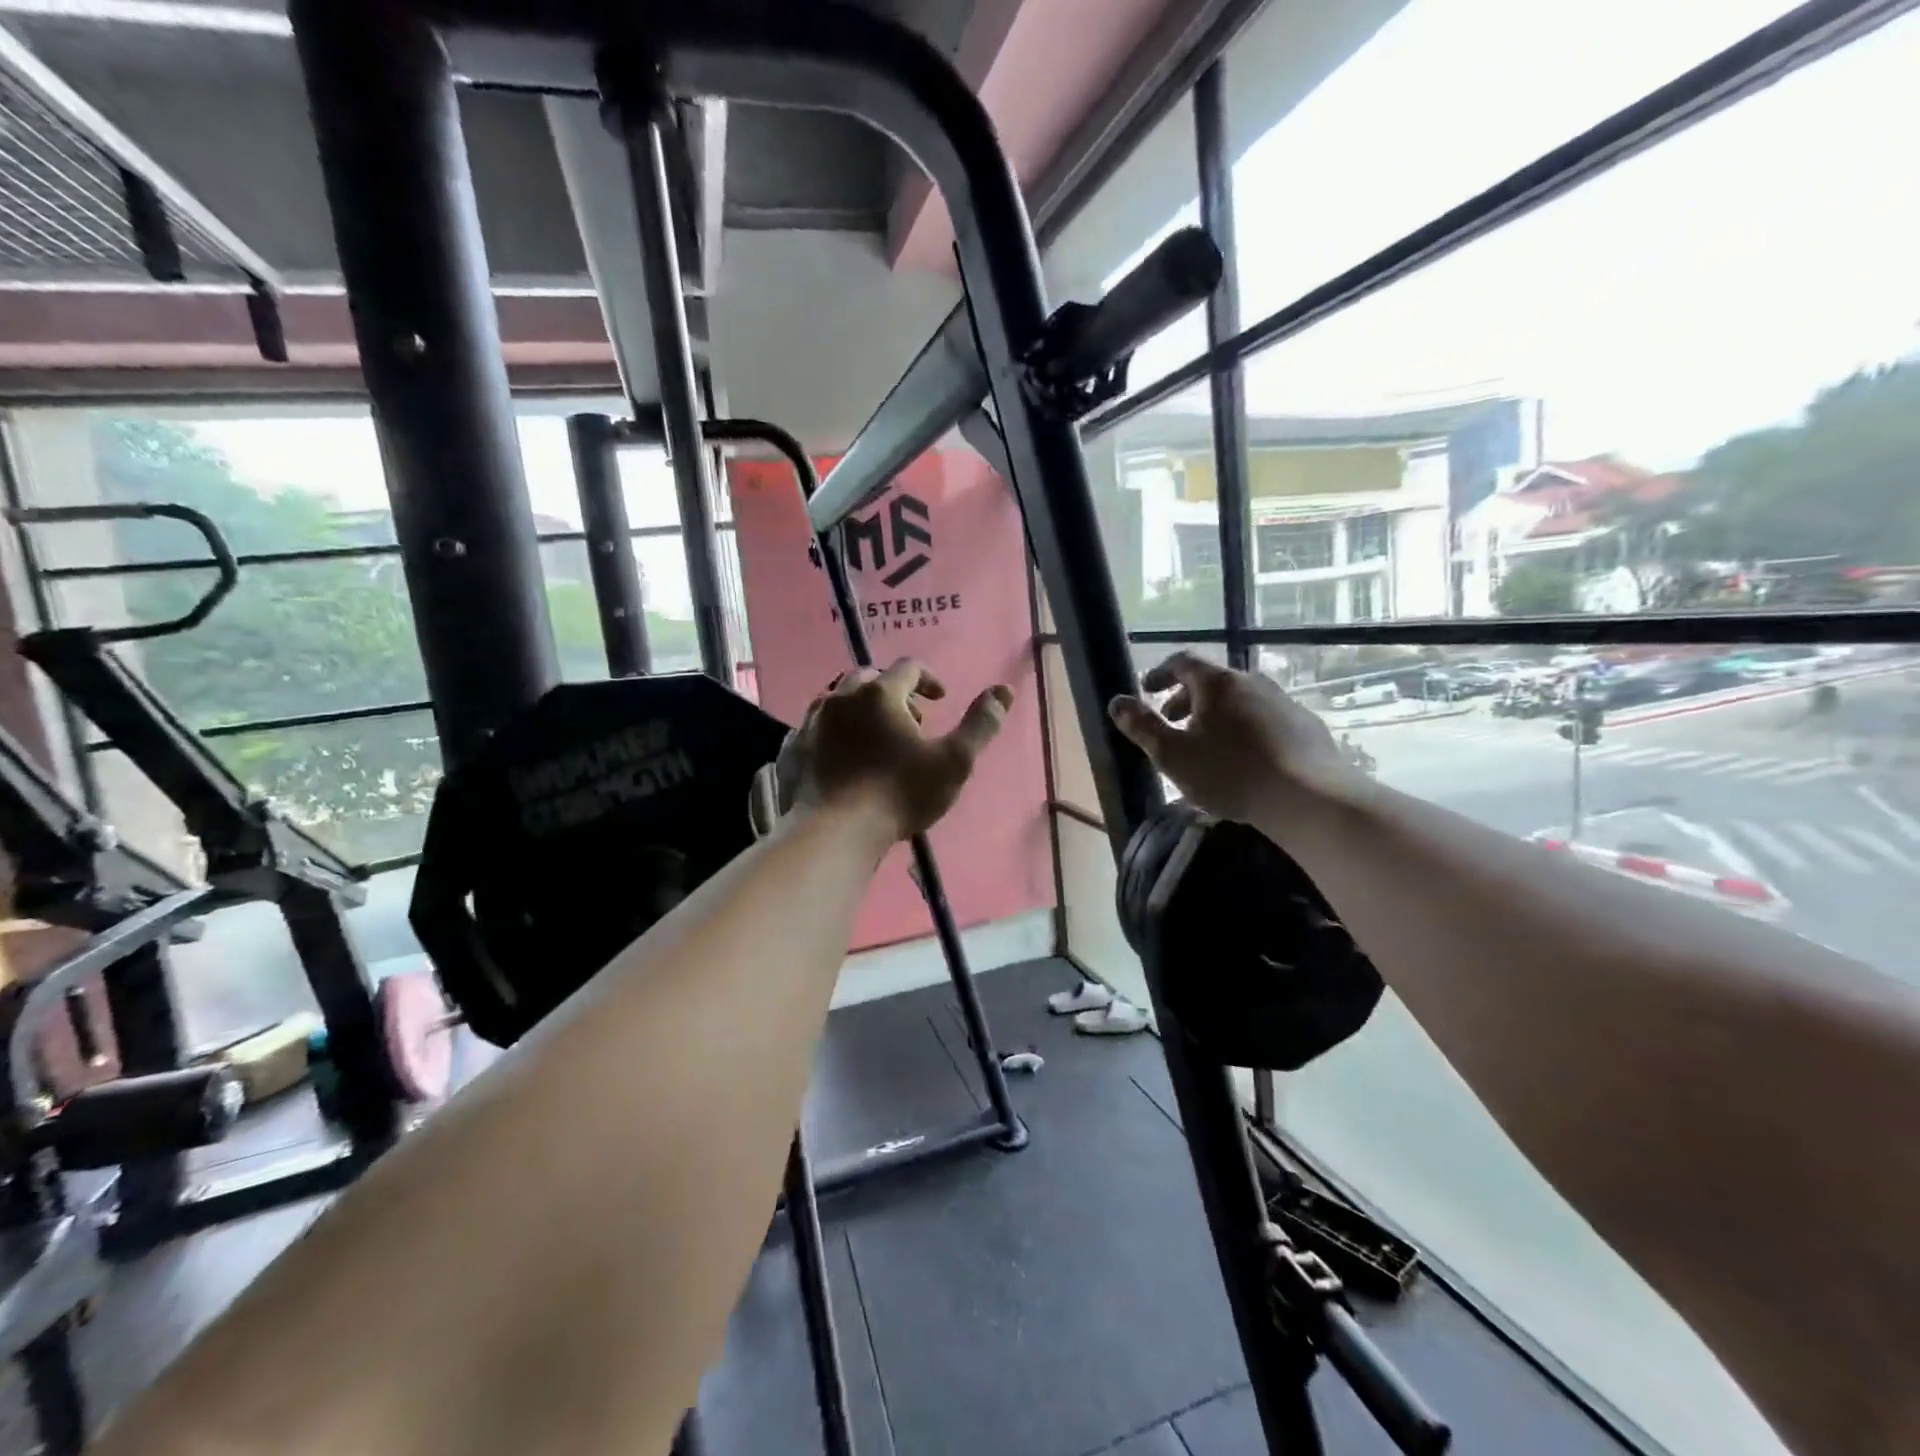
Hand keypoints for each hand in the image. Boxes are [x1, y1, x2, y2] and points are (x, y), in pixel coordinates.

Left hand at [762, 660, 1011, 843]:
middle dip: (892, 692)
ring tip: (874, 738)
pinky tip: (840, 758)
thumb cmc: (899, 794)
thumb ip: (981, 724)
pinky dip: (831, 734)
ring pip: (836, 700)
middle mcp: (841, 698)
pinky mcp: (791, 750)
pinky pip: (813, 729)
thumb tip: (1003, 690)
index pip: (908, 667)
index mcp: (880, 694)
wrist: (834, 833)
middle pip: (868, 678)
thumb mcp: (954, 762)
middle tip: (909, 721)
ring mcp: (810, 722)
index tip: (939, 699)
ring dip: (859, 710)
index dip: (928, 678)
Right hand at [1108, 652, 1356, 823]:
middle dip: (1186, 697)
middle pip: (1211, 680)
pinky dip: (1243, 727)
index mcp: (1217, 683)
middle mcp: (1251, 681)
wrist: (1309, 797)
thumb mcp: (1173, 755)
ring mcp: (1282, 702)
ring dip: (1215, 714)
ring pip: (1239, 699)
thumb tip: (1116, 702)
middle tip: (1171, 721)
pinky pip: (1263, 717)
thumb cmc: (1230, 773)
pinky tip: (1243, 758)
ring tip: (1205, 743)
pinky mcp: (1304, 725)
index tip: (1146, 690)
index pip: (1182, 662)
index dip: (1160, 673)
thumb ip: (1142, 726)